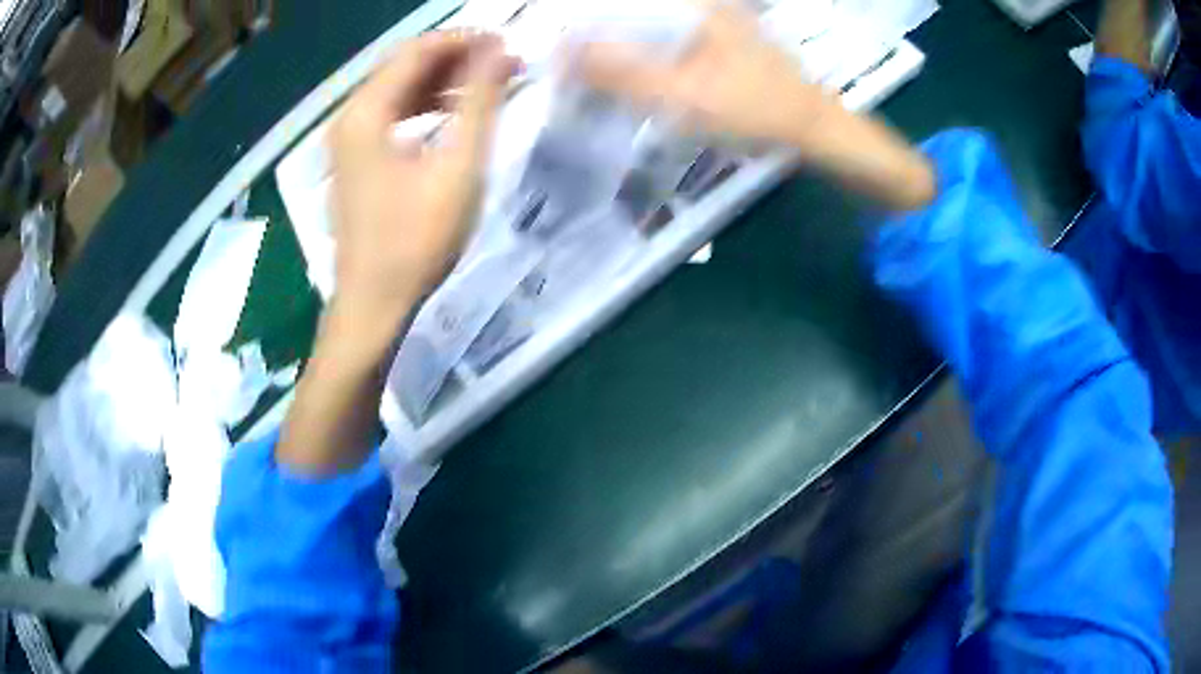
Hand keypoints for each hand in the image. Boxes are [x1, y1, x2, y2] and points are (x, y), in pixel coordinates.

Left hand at [328, 31, 515, 347]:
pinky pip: (390, 116)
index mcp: (365, 112)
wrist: (374, 304)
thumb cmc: (416, 239)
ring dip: (441, 83)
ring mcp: (347, 141)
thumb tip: (501, 50)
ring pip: (397, 91)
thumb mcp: (458, 166)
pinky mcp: (354, 162)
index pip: (416, 51)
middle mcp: (348, 118)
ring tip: (488, 87)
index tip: (507, 44)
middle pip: (403, 67)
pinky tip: (453, 116)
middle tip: (504, 64)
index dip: (463, 40)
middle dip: (455, 59)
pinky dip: (423, 107)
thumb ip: (480, 101)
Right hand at [576, 1, 934, 210]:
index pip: (618, 6)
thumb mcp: (683, 96)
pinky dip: (646, 59)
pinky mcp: (719, 40)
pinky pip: (668, 42)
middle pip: (632, 16)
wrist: (817, 131)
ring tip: (593, 79)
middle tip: (571, 73)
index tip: (559, 57)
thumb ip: (620, 74)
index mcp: (691, 5)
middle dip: (598, 41)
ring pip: (649, 29)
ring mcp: (713, 20)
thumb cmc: (756, 111)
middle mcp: (700, 4)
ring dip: (620, 51)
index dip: (583, 26)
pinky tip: (635, 81)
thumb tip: (559, 52)